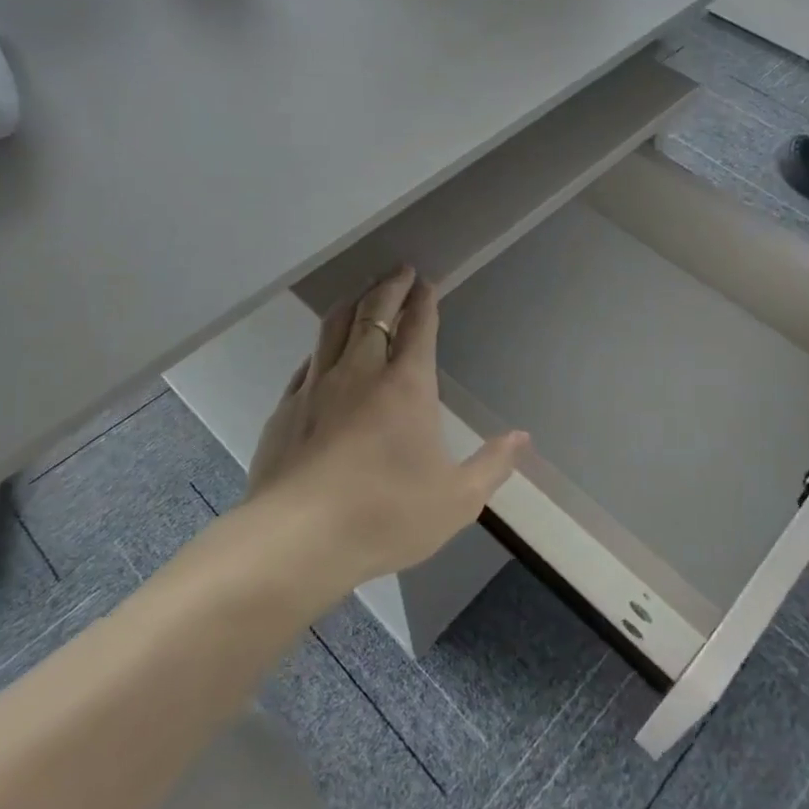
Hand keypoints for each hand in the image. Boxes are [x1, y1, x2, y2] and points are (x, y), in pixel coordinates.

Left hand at [248, 269, 528, 590]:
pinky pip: (308, 362)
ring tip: (362, 291)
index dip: (424, 300)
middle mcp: (360, 373)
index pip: (418, 327)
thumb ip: (492, 465)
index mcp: (406, 386)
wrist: (297, 539)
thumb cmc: (386, 515)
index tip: (426, 281)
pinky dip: (322, 345)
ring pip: (335, 327)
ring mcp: (317, 387)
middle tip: (399, 270)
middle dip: (390, 286)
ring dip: (353, 302)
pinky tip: (322, 351)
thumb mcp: (456, 500)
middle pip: (375, 313)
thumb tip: (521, 437)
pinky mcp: (286, 409)